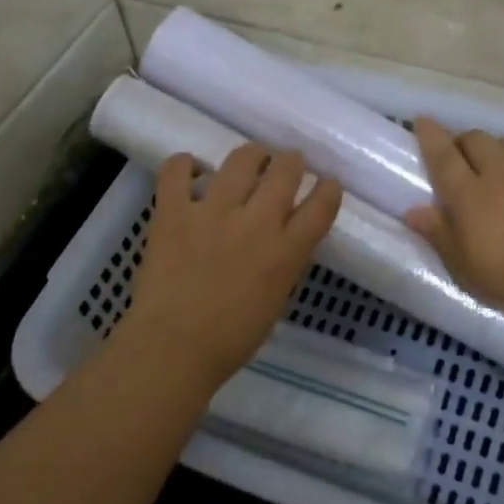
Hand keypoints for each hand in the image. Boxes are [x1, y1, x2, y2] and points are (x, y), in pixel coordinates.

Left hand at [120, 144, 342, 388]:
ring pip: (242, 158)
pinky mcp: (174, 211)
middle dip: (291, 162)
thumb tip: (282, 239)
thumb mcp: (276, 299)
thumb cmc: (231, 339)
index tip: (326, 185)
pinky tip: (191, 171)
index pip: (322, 204)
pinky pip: (178, 169)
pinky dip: (186, 164)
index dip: (328, 189)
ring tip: (249, 160)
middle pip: (286, 170)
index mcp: (286, 251)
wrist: (174, 348)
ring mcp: (213, 212)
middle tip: (286, 165)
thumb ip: (284, 262)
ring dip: (252, 155)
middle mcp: (256, 222)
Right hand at [404, 118, 503, 320]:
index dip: (430, 136)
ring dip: (495, 147)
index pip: (443, 155)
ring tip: (495, 165)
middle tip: (458, 159)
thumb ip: (438, 233)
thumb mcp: (465, 264)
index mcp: (469, 193)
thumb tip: (413, 210)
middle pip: (475, 139)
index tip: (422, 120)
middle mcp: (499, 171)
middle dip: (462, 141)